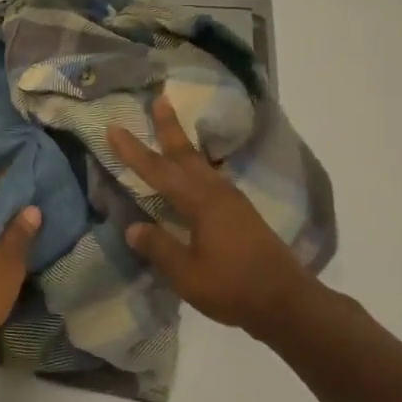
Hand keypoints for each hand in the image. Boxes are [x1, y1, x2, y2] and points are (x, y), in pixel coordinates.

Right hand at [107, 95, 325, 336]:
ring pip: (202, 165)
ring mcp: (233, 202)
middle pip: (186, 154)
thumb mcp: (186, 273)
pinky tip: (197, 174)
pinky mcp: (242, 214)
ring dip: (185, 146)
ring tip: (174, 130)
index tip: (114, 128)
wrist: (287, 302)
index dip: (133, 151)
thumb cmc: (233, 287)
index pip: (158, 171)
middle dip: (170, 127)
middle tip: (160, 99)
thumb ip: (158, 247)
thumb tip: (133, 228)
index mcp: (200, 202)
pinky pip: (213, 179)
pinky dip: (198, 167)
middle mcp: (217, 192)